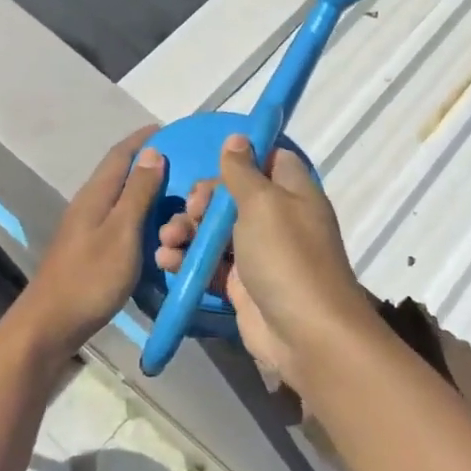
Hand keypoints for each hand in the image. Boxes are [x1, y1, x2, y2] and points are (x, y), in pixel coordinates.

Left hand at [16, 127, 165, 354]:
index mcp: (95, 195)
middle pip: (120, 173)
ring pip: (120, 198)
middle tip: (184, 163)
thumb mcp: (122, 232)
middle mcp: (89, 204)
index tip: (172, 128)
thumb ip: (138, 193)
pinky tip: (156, 227)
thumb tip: (153, 151)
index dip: (145, 139)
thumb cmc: (91, 277)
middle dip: (149, 162)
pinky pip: (120, 220)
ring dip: (146, 189)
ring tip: (177, 193)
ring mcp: (87, 227)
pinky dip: (141, 215)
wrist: (52, 323)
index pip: (121, 154)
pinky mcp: (90, 248)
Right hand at [154, 135, 372, 392]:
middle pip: (233, 196)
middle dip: (202, 200)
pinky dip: (187, 260)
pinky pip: (209, 264)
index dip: (241, 158)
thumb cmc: (286, 257)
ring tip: (168, 239)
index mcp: (292, 193)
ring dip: (186, 231)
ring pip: (215, 231)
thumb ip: (243, 171)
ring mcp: (258, 254)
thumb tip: (238, 137)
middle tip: (191, 211)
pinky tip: (166, 261)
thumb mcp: (263, 203)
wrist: (304, 334)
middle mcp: (277, 219)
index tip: (214, 163)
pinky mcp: (241, 285)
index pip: (269, 160)